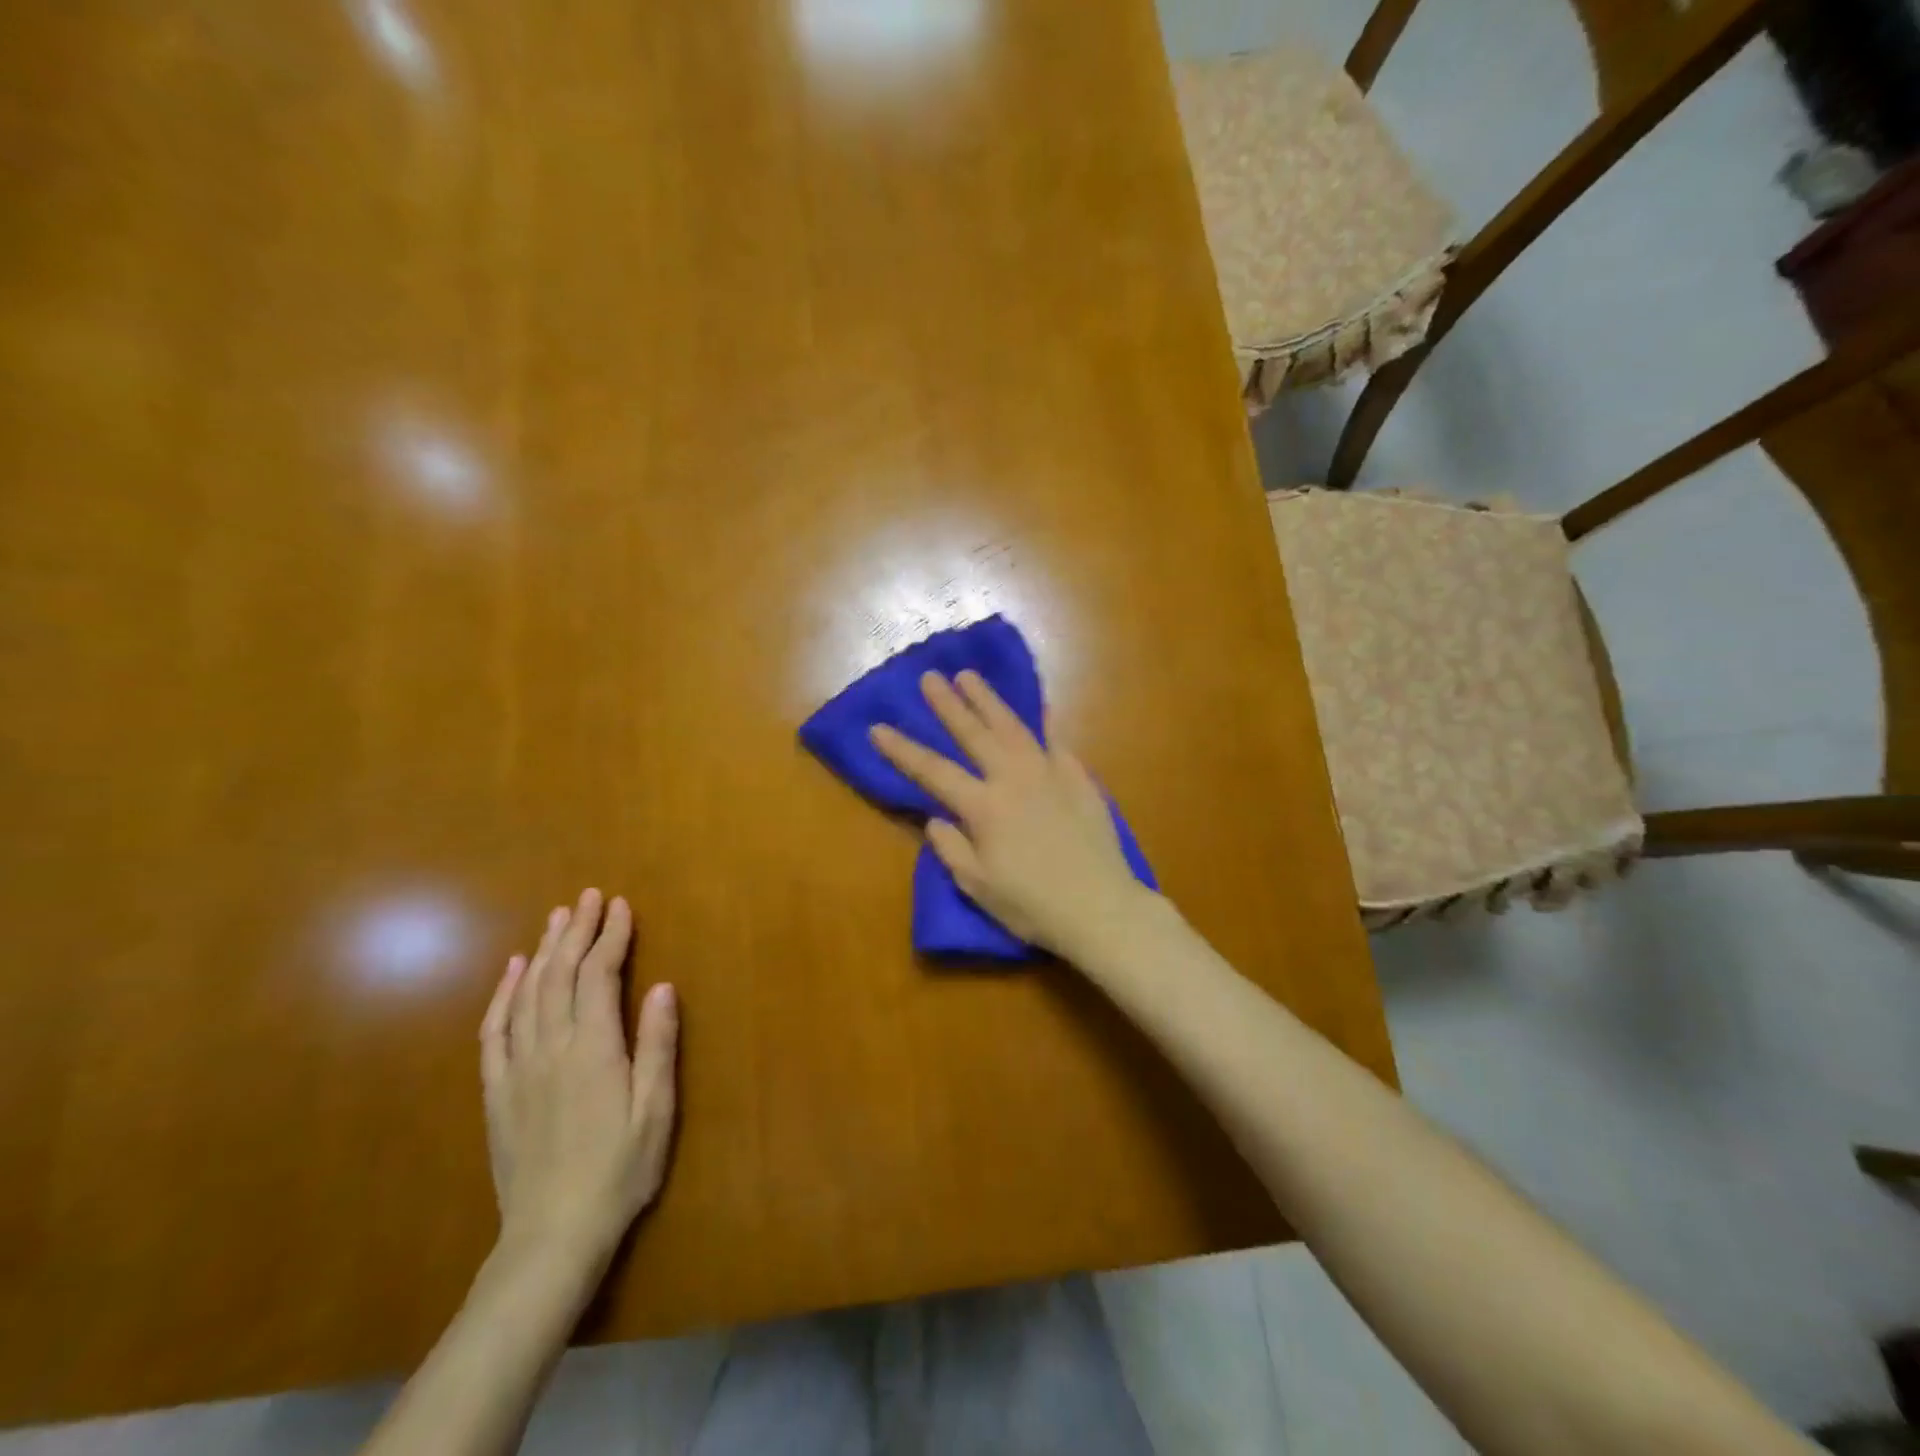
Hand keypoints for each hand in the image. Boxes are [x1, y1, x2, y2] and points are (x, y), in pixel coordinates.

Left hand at [479, 889, 678, 1273]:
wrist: (552, 1236)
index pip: (600, 975)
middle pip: (560, 974)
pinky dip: (502, 994)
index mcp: (593, 1048)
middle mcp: (551, 1047)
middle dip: (576, 931)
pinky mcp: (497, 1091)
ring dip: (542, 951)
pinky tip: (510, 971)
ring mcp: (518, 1068)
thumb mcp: (655, 1110)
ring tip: (557, 918)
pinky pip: (495, 1030)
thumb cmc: (618, 1170)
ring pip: (527, 993)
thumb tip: (661, 986)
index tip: (621, 906)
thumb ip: (657, 1045)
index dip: (611, 936)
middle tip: (588, 897)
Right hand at [869, 670, 1152, 955]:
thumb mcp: (978, 886)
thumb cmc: (1032, 905)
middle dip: (948, 704)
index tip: (878, 727)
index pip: (933, 771)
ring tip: (970, 676)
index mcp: (983, 807)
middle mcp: (1013, 779)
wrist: (1100, 907)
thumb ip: (952, 848)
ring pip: (1013, 727)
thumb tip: (935, 819)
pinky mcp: (1079, 778)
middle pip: (974, 734)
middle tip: (930, 676)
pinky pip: (1057, 741)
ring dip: (988, 699)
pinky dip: (1046, 721)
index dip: (902, 750)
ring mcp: (1049, 773)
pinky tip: (1040, 706)